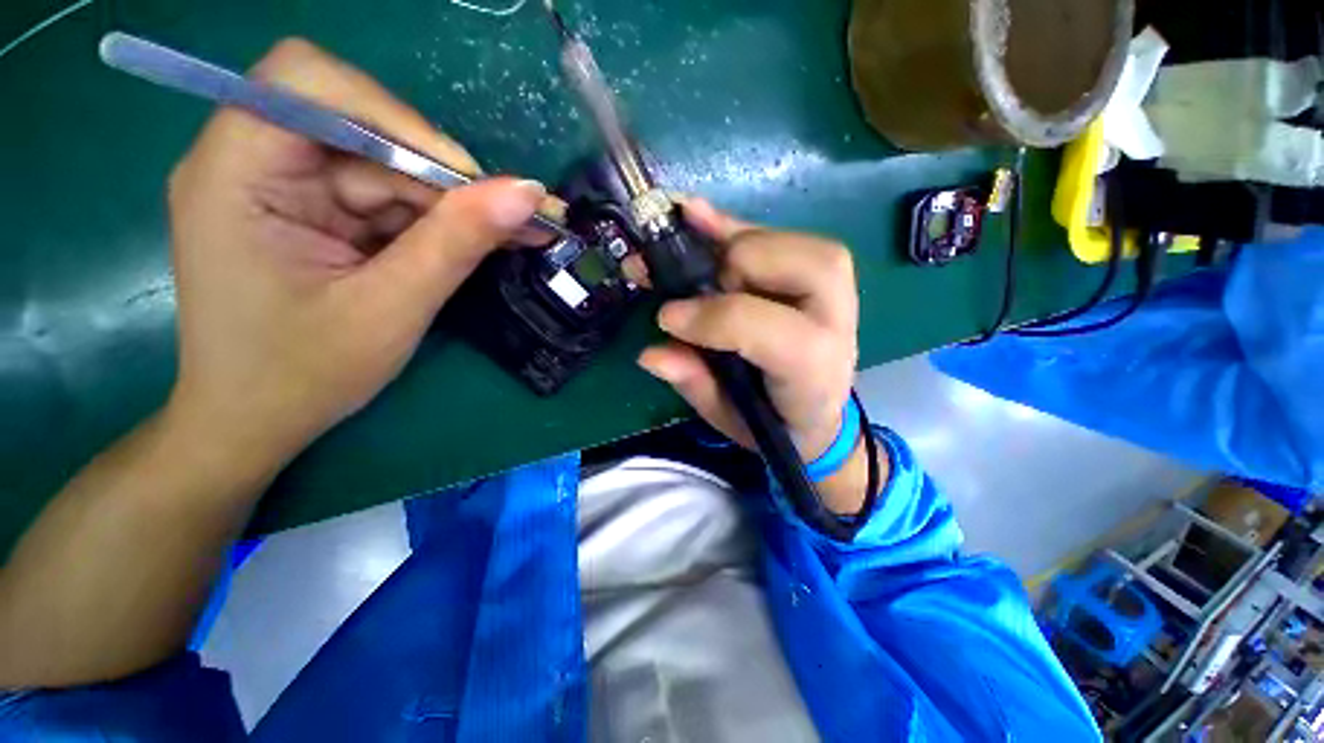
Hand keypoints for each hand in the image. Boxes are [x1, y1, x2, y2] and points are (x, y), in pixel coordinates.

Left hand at [165, 39, 546, 467]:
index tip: (462, 178)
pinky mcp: (317, 214)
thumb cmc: (303, 376)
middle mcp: (253, 163)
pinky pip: (390, 199)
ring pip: (390, 168)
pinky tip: (485, 240)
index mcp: (235, 173)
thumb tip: (526, 193)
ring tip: (518, 233)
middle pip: (364, 129)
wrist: (257, 423)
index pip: (309, 83)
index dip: (394, 116)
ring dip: (455, 204)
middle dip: (443, 176)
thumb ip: (457, 243)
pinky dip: (440, 221)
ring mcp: (288, 188)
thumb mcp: (390, 309)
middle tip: (516, 217)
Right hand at [637, 201, 880, 514]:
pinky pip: (781, 236)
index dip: (709, 316)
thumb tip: (650, 353)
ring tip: (692, 251)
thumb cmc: (774, 422)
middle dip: (729, 268)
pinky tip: (696, 215)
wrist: (820, 414)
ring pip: (785, 240)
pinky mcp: (820, 273)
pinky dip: (734, 227)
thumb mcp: (728, 418)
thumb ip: (694, 384)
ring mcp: (834, 290)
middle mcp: (833, 320)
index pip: (762, 327)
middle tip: (698, 290)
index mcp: (811, 368)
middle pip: (786, 264)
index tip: (665, 318)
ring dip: (730, 242)